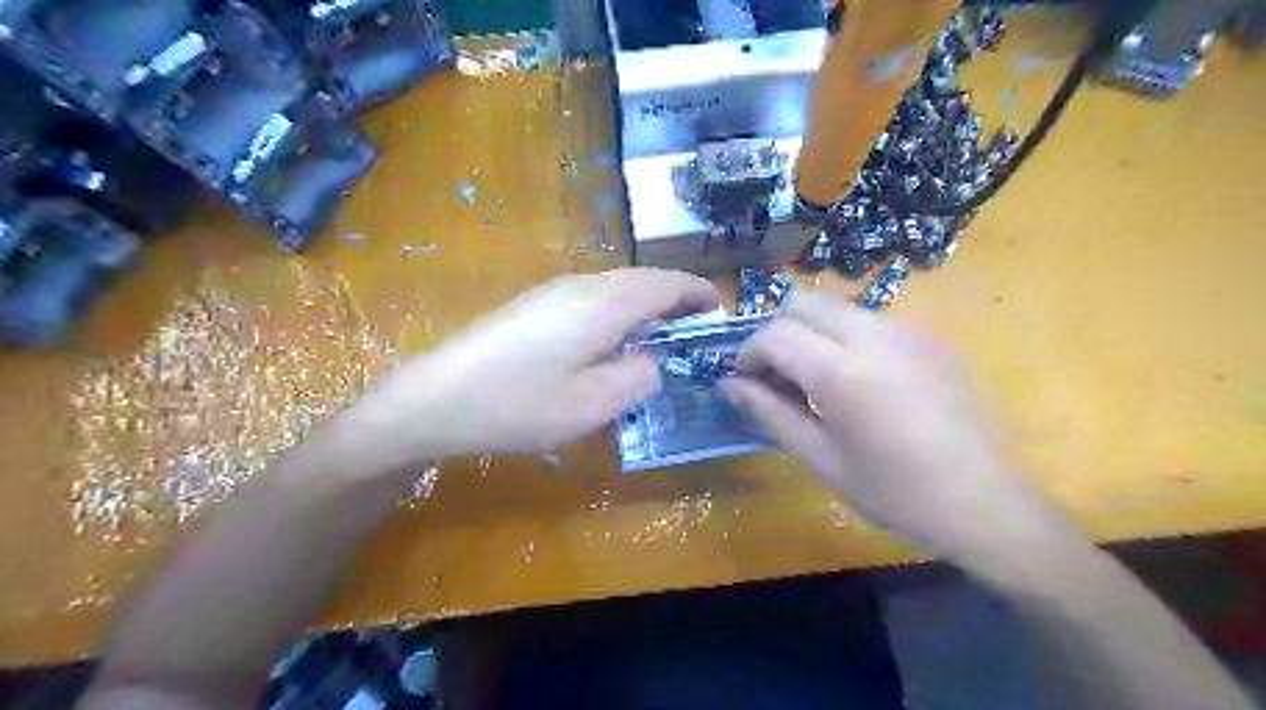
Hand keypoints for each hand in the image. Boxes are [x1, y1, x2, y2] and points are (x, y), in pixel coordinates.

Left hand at [330, 270, 715, 468]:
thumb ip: (640, 377)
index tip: (719, 310)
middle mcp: (583, 284)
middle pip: (642, 280)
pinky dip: (619, 311)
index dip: (697, 293)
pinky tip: (612, 341)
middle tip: (695, 329)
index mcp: (605, 302)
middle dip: (675, 299)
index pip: (666, 283)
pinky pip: (593, 298)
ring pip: (616, 287)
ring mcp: (553, 291)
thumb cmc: (519, 404)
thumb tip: (654, 360)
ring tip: (661, 336)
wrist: (436, 398)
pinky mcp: (534, 305)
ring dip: (646, 305)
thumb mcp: (594, 404)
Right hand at [721, 292, 1077, 567]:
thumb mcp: (822, 460)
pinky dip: (845, 337)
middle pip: (803, 302)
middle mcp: (874, 335)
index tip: (744, 382)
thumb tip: (728, 386)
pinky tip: (858, 382)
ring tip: (813, 380)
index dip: (748, 353)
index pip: (774, 334)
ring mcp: (908, 331)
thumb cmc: (896, 493)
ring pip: (837, 307)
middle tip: (775, 376)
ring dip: (811, 332)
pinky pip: (871, 321)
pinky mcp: (931, 338)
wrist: (988, 504)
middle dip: (777, 331)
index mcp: (842, 371)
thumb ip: (770, 413)